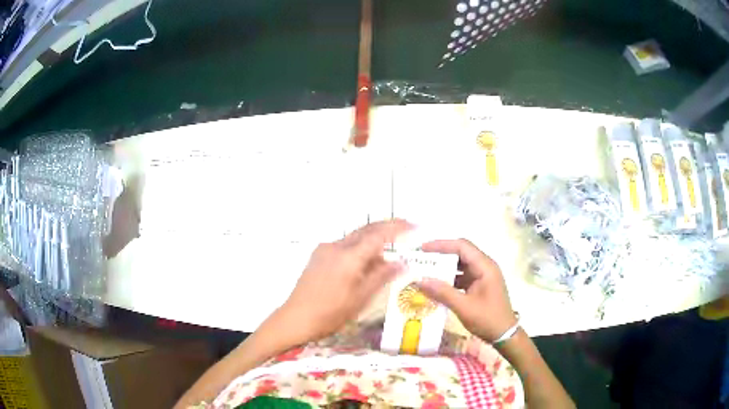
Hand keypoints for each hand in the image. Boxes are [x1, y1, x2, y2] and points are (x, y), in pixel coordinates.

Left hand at [279, 220, 410, 343]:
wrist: (296, 318)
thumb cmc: (330, 313)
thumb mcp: (360, 298)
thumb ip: (382, 277)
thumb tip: (402, 263)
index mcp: (349, 257)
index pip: (378, 235)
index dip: (397, 228)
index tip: (413, 225)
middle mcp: (336, 246)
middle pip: (366, 230)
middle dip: (386, 227)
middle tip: (405, 228)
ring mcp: (324, 249)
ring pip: (355, 238)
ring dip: (372, 242)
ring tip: (386, 259)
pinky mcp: (318, 256)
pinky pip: (344, 246)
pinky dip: (359, 250)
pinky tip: (365, 265)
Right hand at [419, 239, 516, 342]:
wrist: (504, 335)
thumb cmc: (488, 319)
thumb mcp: (464, 307)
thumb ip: (443, 292)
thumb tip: (420, 280)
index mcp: (485, 267)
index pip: (462, 247)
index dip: (442, 245)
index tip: (423, 249)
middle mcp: (484, 267)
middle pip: (461, 253)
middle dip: (440, 255)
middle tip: (420, 259)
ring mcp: (482, 276)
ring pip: (460, 265)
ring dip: (444, 268)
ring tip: (424, 271)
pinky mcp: (479, 286)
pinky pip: (462, 277)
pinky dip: (449, 279)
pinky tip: (435, 286)